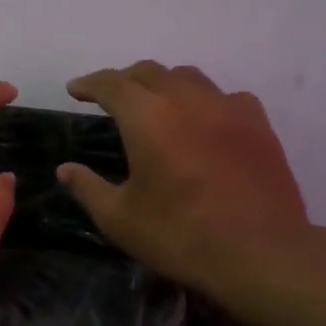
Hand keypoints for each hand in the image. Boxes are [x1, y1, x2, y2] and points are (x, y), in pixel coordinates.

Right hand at [57, 61, 311, 293]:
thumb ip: (88, 188)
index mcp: (148, 117)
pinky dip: (204, 100)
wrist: (260, 253)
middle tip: (109, 97)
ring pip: (189, 77)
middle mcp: (187, 99)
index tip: (75, 90)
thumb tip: (65, 169)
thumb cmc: (180, 236)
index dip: (90, 83)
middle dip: (124, 80)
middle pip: (149, 72)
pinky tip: (204, 121)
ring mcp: (228, 108)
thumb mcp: (120, 219)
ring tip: (154, 103)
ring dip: (163, 83)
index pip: (112, 84)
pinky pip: (225, 96)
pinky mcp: (258, 124)